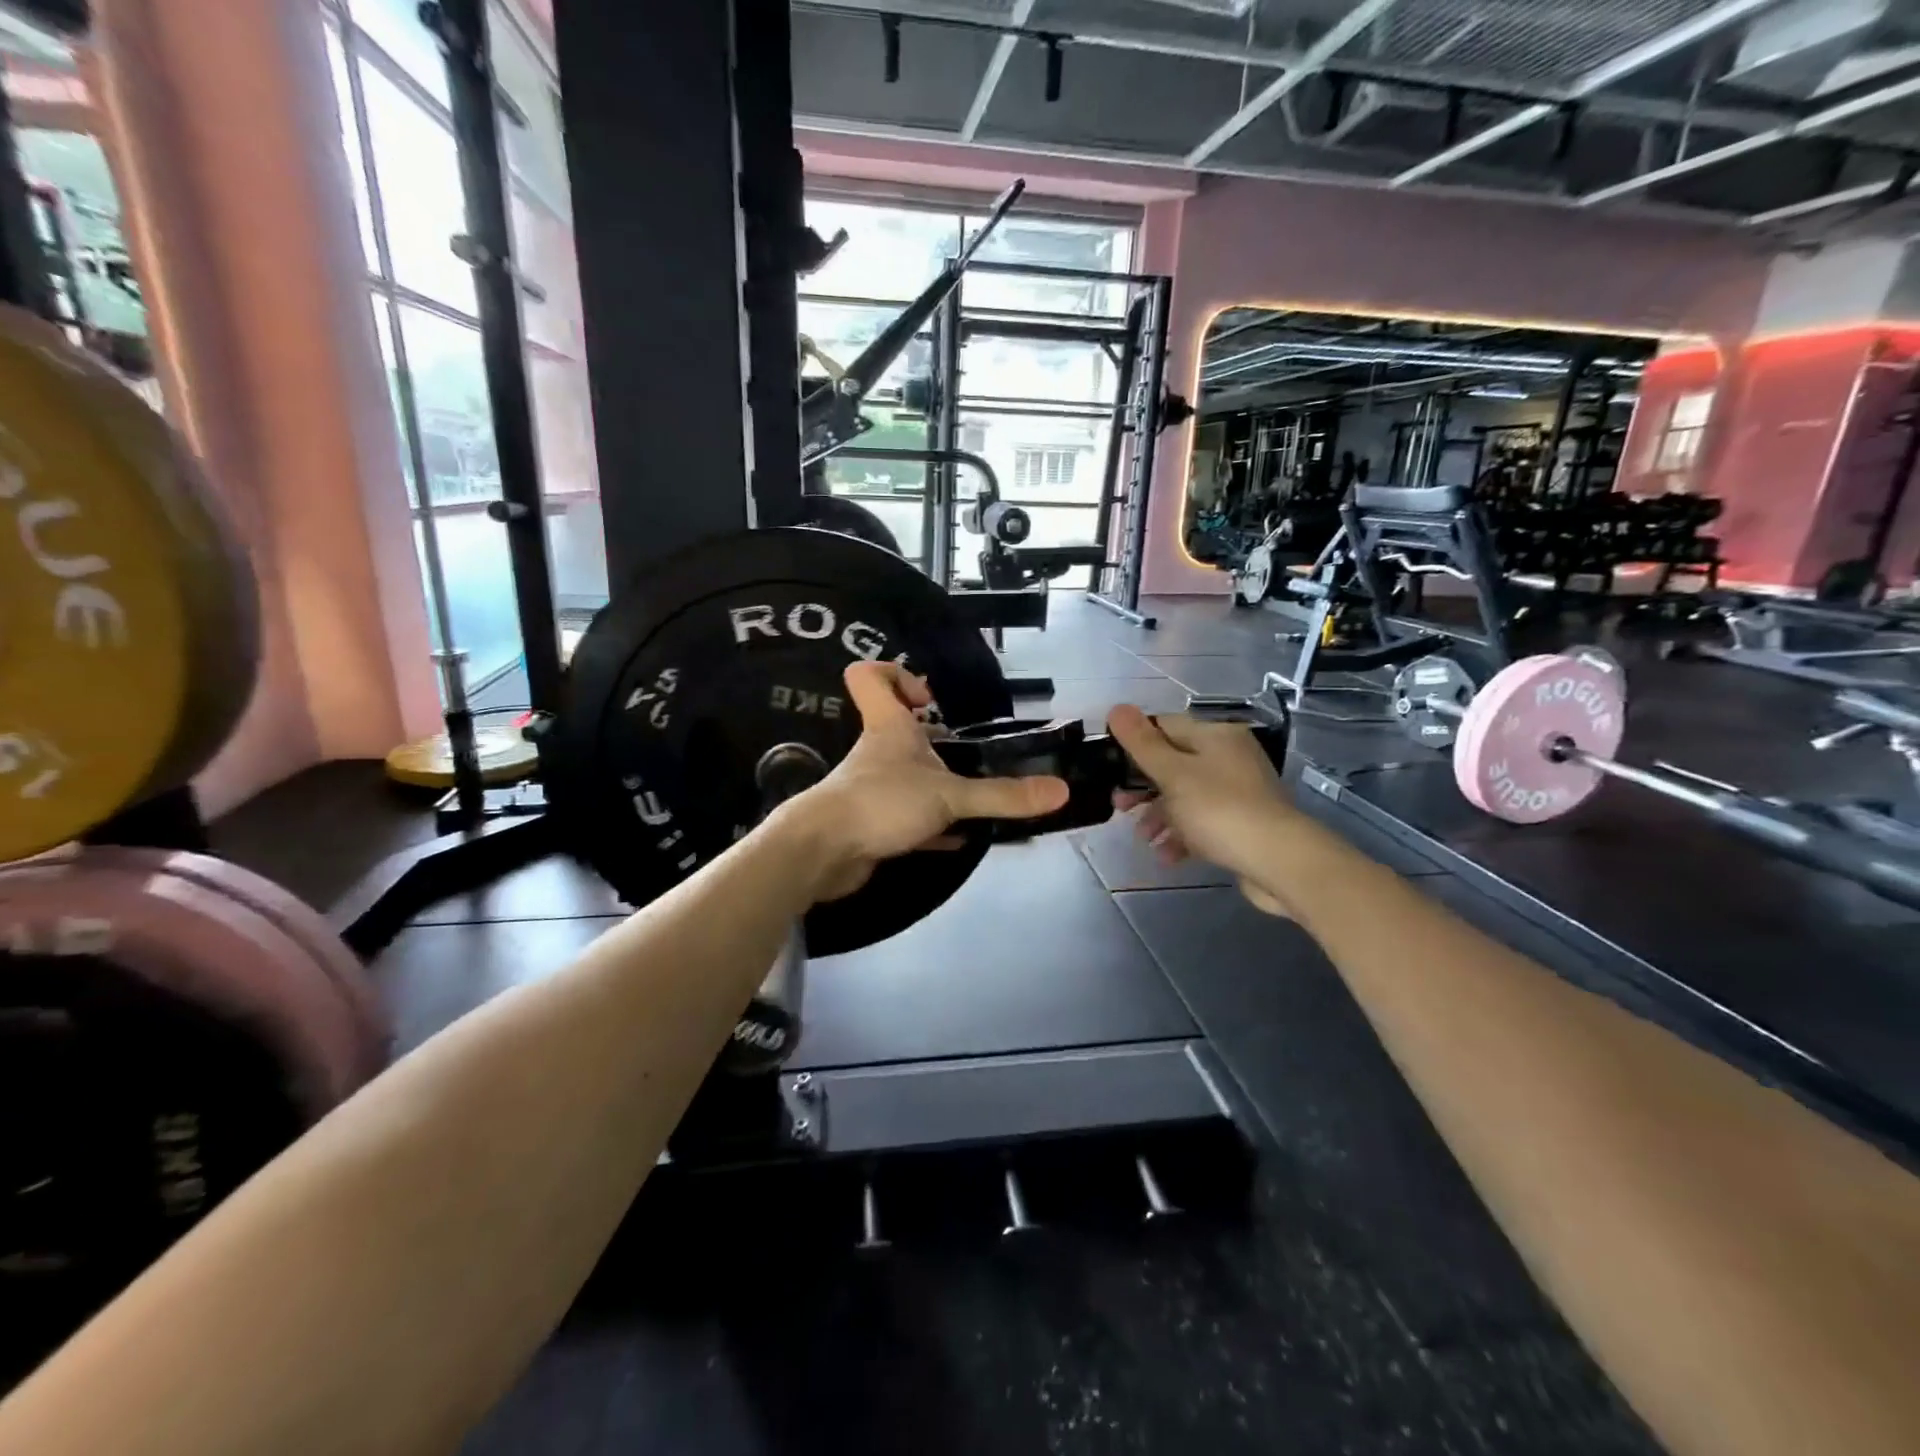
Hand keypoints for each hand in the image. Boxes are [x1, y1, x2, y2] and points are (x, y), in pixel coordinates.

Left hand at [781, 662, 1068, 902]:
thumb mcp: (949, 795)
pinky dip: (932, 825)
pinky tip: (958, 838)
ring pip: (906, 776)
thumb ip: (1002, 796)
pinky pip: (907, 817)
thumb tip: (1060, 791)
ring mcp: (873, 788)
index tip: (930, 698)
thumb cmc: (881, 802)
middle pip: (897, 728)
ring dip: (936, 784)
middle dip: (933, 740)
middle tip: (968, 754)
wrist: (823, 854)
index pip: (869, 676)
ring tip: (974, 797)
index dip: (895, 674)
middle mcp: (878, 752)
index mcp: (888, 727)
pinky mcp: (872, 823)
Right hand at [1106, 706, 1298, 915]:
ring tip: (1144, 837)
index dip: (1134, 742)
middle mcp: (1229, 757)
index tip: (1110, 767)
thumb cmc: (1219, 809)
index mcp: (1215, 736)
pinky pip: (1203, 822)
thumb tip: (1116, 708)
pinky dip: (1182, 835)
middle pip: (1174, 763)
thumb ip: (1141, 742)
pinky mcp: (1243, 823)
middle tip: (1120, 806)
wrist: (1278, 860)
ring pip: (1186, 796)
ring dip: (1160, 815)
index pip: (1165, 725)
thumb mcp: (1172, 773)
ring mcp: (1239, 791)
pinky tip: (1168, 855)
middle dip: (1143, 786)